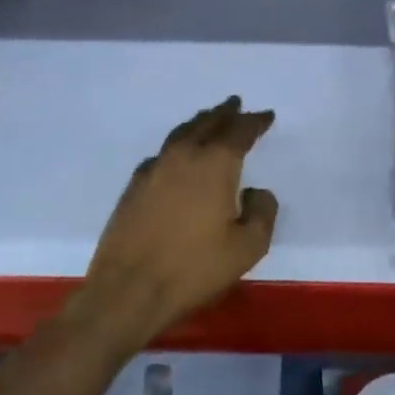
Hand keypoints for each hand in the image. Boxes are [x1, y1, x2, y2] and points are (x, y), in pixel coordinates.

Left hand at [76, 96, 278, 349]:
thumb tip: (256, 191)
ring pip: (182, 133)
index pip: (239, 131)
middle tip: (235, 104)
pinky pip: (162, 152)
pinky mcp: (134, 186)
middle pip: (208, 123)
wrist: (129, 290)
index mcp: (215, 163)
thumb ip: (262, 212)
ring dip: (200, 123)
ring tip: (209, 119)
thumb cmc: (194, 268)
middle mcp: (184, 156)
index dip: (255, 121)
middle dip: (225, 113)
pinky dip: (177, 145)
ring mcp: (155, 168)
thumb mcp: (248, 247)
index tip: (266, 115)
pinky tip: (178, 155)